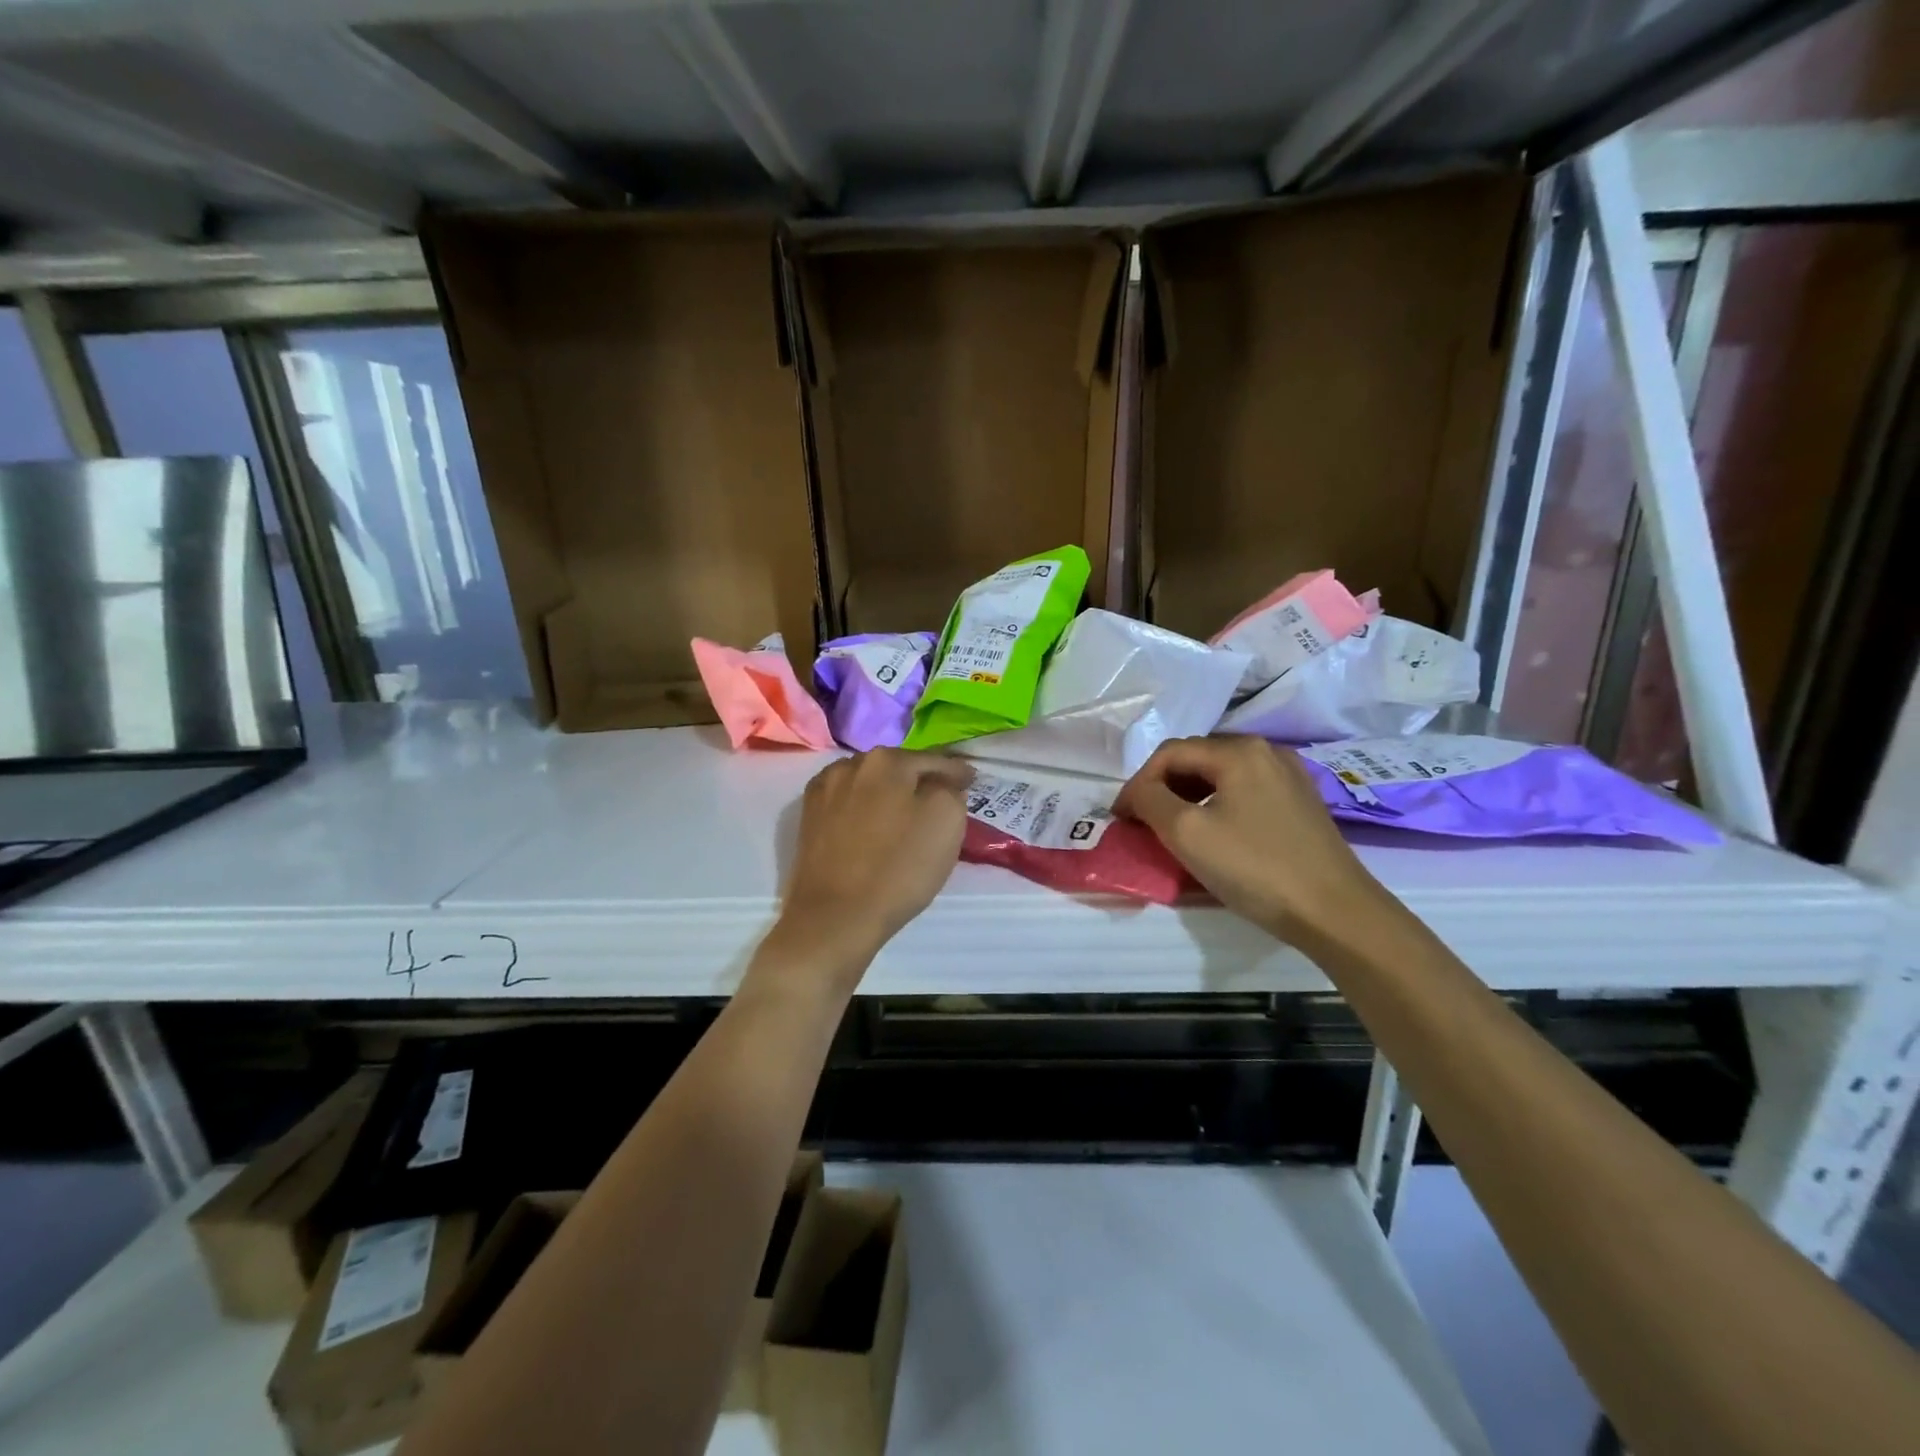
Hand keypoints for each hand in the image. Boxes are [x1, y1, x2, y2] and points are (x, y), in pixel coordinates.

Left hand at [771, 749, 972, 983]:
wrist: (835, 917)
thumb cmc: (899, 868)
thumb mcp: (947, 821)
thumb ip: (949, 789)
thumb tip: (941, 783)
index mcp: (887, 760)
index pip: (934, 760)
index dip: (956, 772)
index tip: (971, 781)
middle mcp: (850, 764)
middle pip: (898, 768)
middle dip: (920, 780)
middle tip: (942, 799)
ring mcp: (824, 791)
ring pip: (870, 784)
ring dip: (889, 794)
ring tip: (906, 814)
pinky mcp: (809, 818)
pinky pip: (848, 804)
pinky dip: (864, 809)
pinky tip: (872, 826)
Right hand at [1115, 736, 1385, 941]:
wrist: (1335, 911)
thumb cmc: (1254, 868)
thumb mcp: (1186, 833)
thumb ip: (1150, 800)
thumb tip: (1138, 791)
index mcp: (1238, 751)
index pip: (1169, 753)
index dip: (1137, 783)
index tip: (1121, 818)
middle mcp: (1266, 751)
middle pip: (1196, 758)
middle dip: (1162, 787)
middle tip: (1142, 822)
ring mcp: (1289, 775)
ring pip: (1221, 775)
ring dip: (1188, 796)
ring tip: (1172, 828)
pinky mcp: (1301, 801)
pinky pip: (1245, 790)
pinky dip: (1218, 804)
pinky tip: (1214, 832)